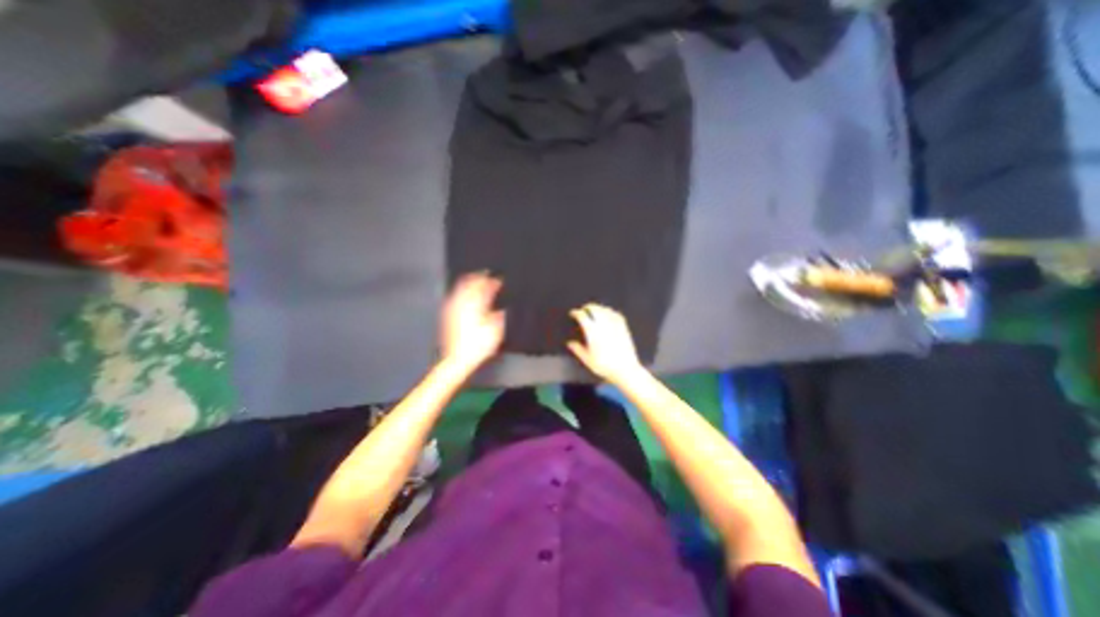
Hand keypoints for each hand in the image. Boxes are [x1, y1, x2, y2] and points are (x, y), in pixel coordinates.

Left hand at [440, 273, 504, 367]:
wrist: (458, 359)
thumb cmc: (478, 346)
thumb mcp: (495, 331)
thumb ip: (498, 317)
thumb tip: (501, 310)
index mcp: (475, 305)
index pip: (483, 287)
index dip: (492, 282)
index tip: (499, 280)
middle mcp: (462, 304)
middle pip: (469, 284)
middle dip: (478, 278)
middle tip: (486, 275)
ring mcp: (453, 309)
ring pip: (460, 289)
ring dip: (469, 283)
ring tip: (476, 282)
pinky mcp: (448, 316)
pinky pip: (455, 297)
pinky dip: (462, 292)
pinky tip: (465, 296)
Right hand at [568, 303, 645, 385]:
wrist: (625, 369)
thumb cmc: (604, 366)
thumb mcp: (587, 360)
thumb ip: (578, 349)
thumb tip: (570, 343)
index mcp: (592, 331)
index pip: (582, 316)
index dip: (576, 313)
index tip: (573, 313)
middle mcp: (603, 324)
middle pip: (594, 309)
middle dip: (587, 307)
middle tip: (583, 309)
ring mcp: (614, 325)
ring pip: (605, 310)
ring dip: (598, 308)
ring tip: (595, 310)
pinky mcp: (623, 327)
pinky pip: (616, 314)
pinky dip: (610, 311)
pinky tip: (609, 314)